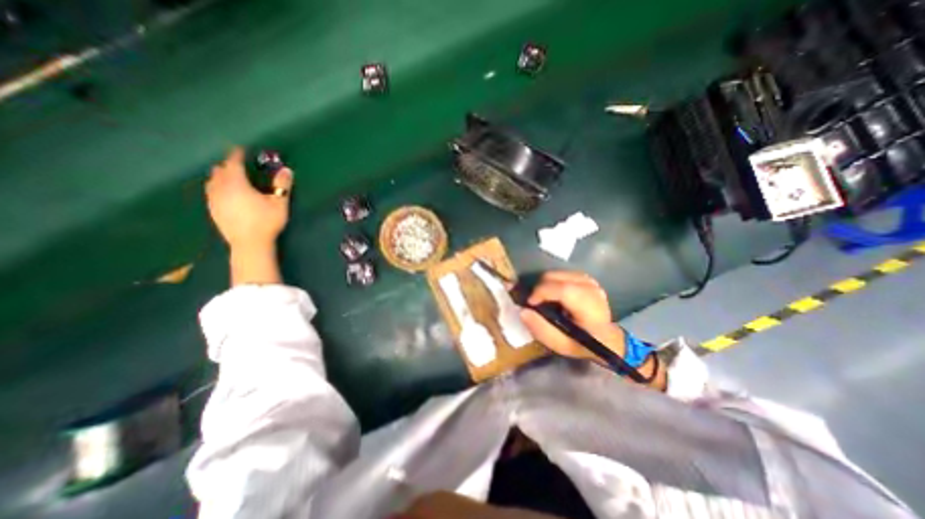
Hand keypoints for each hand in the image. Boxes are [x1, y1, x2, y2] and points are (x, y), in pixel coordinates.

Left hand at [204, 146, 290, 250]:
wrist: (250, 243)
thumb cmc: (266, 221)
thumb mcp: (279, 203)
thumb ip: (282, 185)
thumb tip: (287, 170)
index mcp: (236, 183)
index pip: (233, 163)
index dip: (237, 154)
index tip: (240, 149)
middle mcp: (220, 188)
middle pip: (219, 170)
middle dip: (228, 165)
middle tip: (240, 166)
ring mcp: (214, 200)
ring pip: (212, 181)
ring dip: (221, 176)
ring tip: (231, 178)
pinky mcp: (213, 210)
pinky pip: (211, 192)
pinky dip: (218, 188)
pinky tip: (226, 194)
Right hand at [517, 273, 624, 361]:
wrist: (607, 338)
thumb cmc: (583, 344)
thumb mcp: (561, 345)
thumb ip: (541, 329)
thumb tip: (523, 311)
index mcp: (590, 309)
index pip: (564, 290)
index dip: (542, 292)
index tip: (530, 303)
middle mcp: (592, 289)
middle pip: (557, 277)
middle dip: (540, 288)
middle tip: (536, 304)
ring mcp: (590, 281)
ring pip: (557, 273)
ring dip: (545, 285)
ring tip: (545, 300)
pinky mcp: (586, 277)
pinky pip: (561, 273)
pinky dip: (552, 282)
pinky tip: (554, 295)